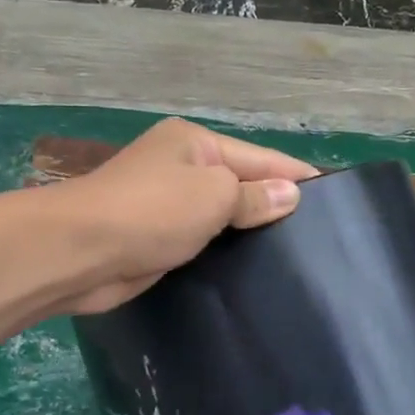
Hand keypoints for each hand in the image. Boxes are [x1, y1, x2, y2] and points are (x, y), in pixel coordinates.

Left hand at [54, 119, 316, 314]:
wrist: (79, 252)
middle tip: (320, 238)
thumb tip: (291, 194)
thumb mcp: (213, 195)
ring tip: (295, 258)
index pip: (260, 158)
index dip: (296, 177)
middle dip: (274, 206)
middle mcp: (179, 167)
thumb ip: (253, 195)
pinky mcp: (154, 239)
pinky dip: (222, 251)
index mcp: (194, 142)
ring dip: (248, 233)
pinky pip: (200, 241)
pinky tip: (251, 271)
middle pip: (240, 184)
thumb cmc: (151, 211)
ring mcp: (164, 204)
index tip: (335, 198)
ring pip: (220, 216)